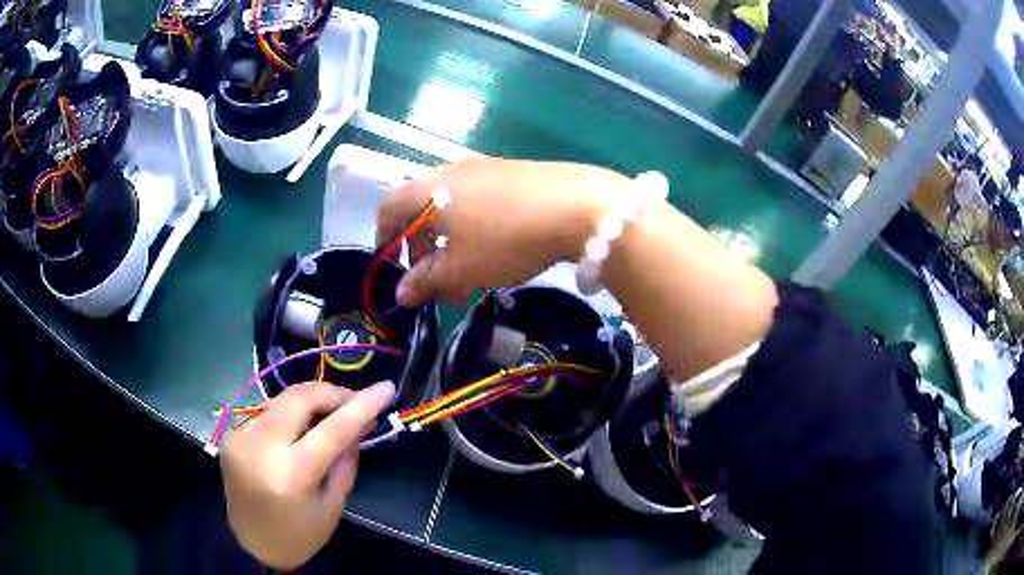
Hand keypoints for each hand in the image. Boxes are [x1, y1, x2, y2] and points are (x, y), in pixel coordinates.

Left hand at [219, 381, 394, 567]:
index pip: (332, 429)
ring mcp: (241, 437)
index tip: (386, 388)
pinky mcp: (232, 435)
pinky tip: (300, 433)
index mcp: (290, 475)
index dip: (362, 405)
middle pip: (299, 397)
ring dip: (312, 404)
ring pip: (283, 400)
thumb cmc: (299, 536)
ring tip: (332, 417)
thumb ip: (345, 463)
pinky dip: (291, 417)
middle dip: (333, 393)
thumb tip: (358, 425)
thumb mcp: (332, 507)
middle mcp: (260, 447)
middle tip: (356, 403)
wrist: (250, 543)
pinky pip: (269, 414)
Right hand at [377, 158, 629, 305]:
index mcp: (428, 189)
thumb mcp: (460, 269)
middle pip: (421, 210)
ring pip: (453, 210)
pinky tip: (497, 252)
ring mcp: (484, 169)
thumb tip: (401, 293)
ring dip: (451, 246)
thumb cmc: (504, 239)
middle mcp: (451, 172)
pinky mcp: (513, 173)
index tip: (393, 266)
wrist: (576, 206)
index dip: (384, 238)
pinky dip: (475, 230)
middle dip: (422, 251)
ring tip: (468, 278)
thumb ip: (425, 281)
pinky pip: (480, 203)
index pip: (389, 208)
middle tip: (436, 284)